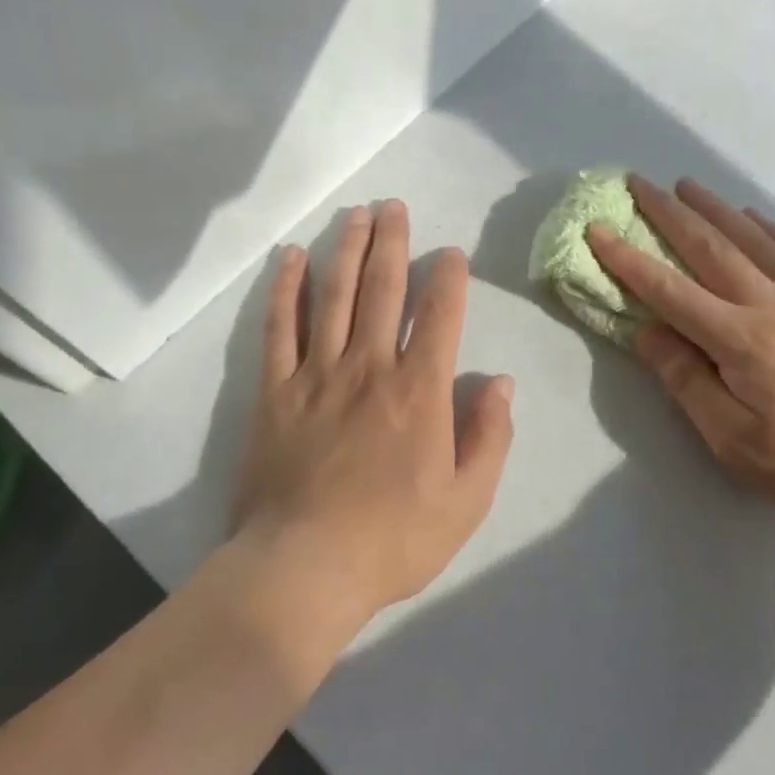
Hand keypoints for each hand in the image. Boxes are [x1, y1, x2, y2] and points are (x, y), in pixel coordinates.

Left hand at [232, 201, 515, 627]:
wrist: (304, 568)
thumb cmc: (393, 540)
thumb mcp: (467, 501)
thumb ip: (489, 437)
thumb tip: (500, 382)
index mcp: (419, 392)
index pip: (439, 316)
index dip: (448, 279)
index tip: (450, 253)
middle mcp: (369, 367)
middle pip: (382, 289)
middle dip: (392, 243)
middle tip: (393, 206)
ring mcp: (316, 374)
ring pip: (333, 296)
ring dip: (346, 250)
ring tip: (355, 214)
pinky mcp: (275, 391)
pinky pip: (280, 328)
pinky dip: (287, 289)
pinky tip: (293, 258)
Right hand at [586, 176, 774, 515]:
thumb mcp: (730, 439)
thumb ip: (686, 381)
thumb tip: (648, 332)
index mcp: (741, 340)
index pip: (670, 291)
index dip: (629, 260)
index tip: (598, 230)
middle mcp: (773, 306)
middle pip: (712, 249)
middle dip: (670, 213)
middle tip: (639, 183)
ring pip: (755, 241)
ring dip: (717, 209)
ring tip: (689, 185)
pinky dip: (774, 231)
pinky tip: (757, 219)